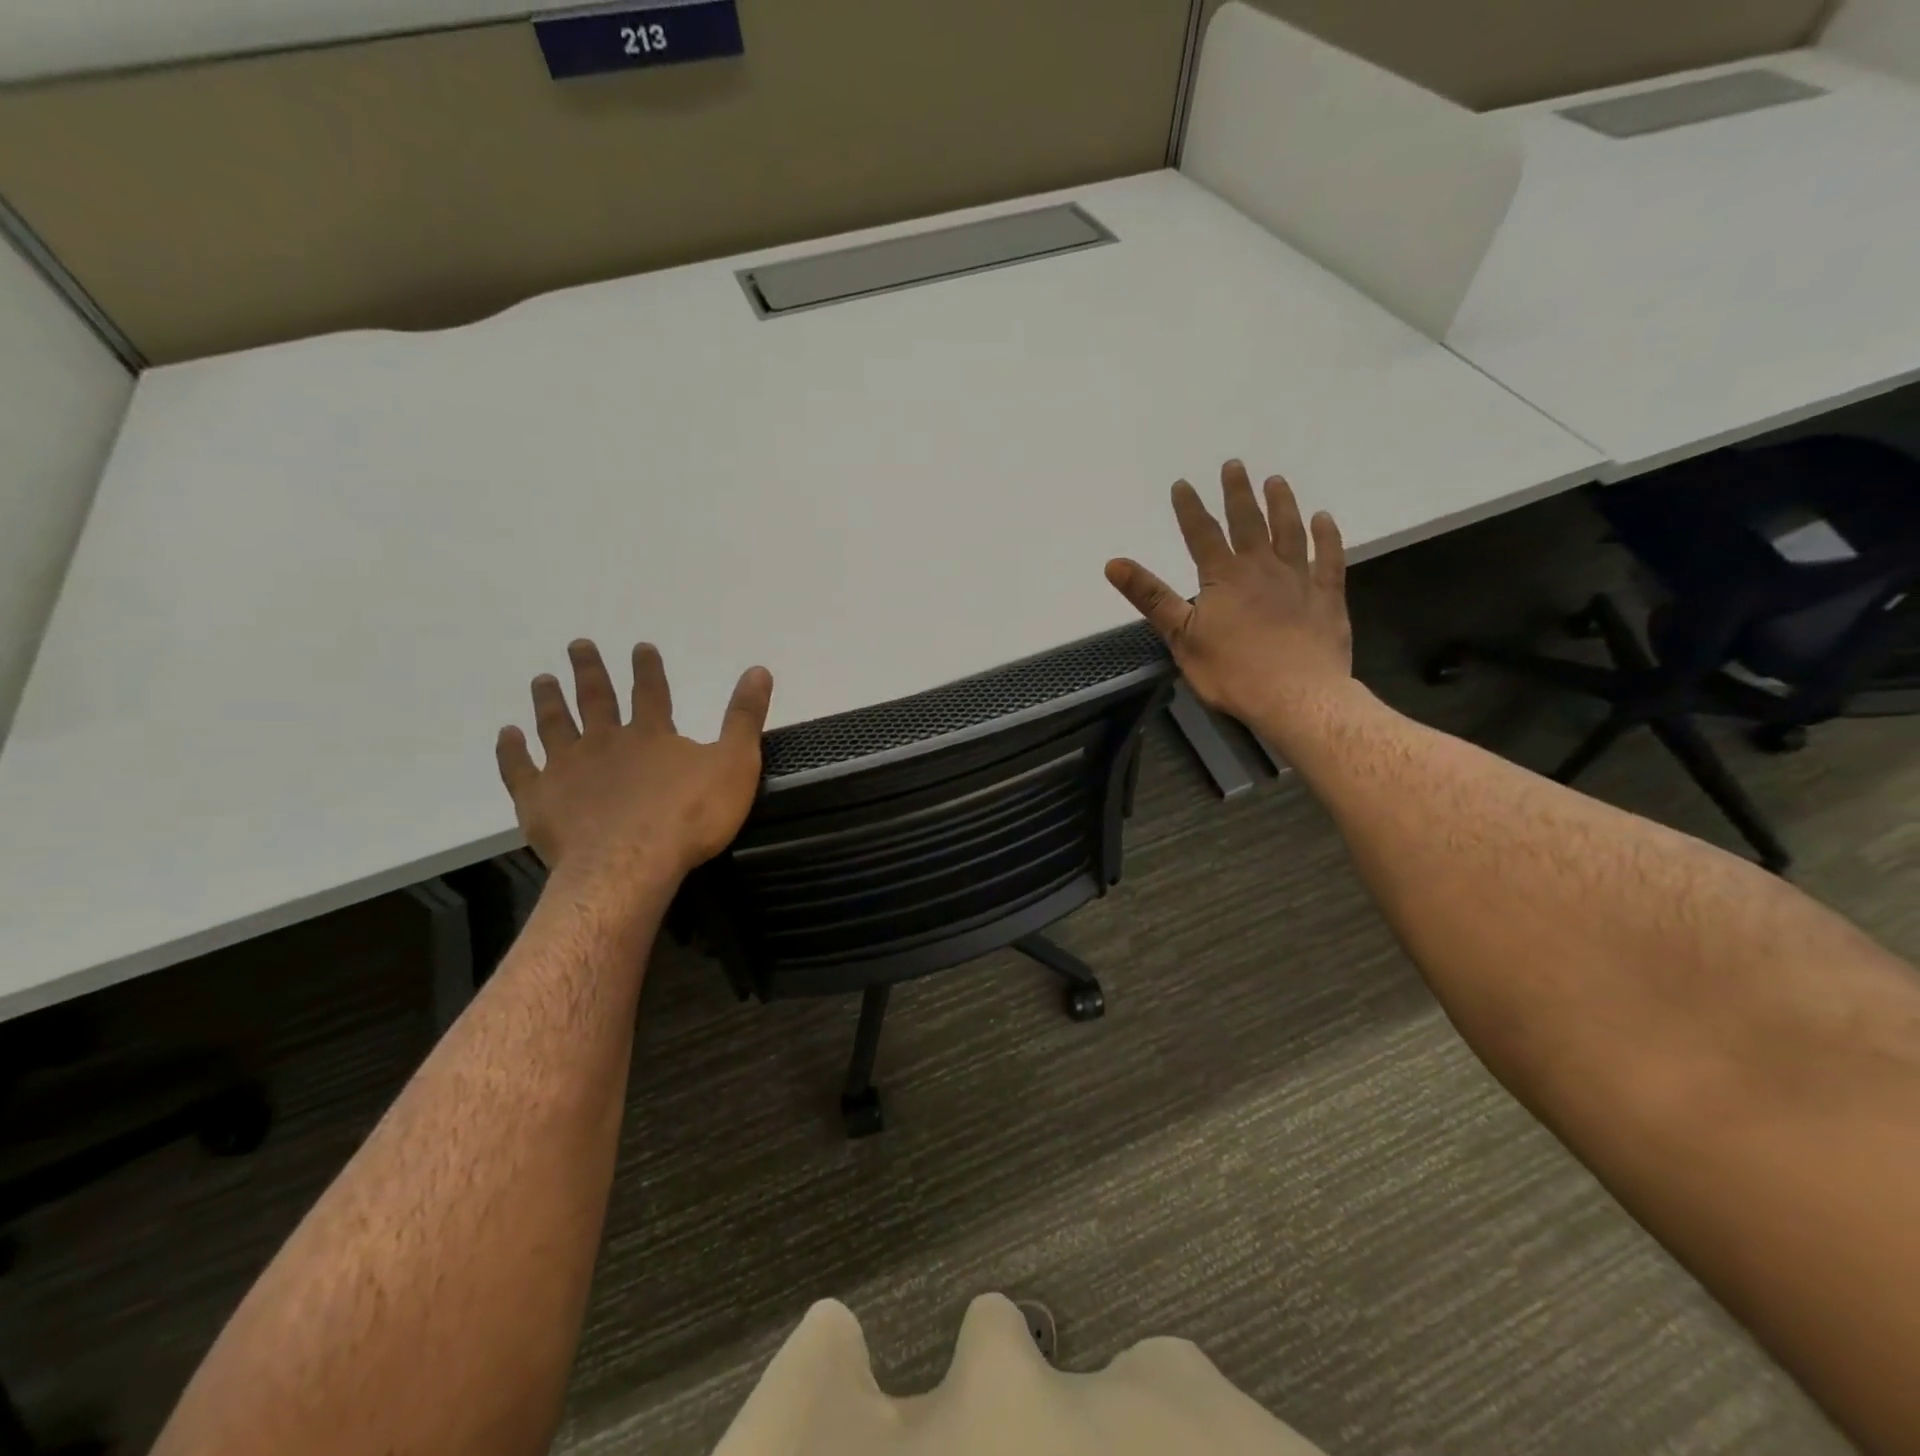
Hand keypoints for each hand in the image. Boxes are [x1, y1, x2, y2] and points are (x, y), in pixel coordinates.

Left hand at [496, 640, 772, 889]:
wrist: (631, 865)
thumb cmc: (689, 817)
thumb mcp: (734, 765)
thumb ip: (744, 718)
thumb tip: (759, 670)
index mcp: (651, 734)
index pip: (650, 691)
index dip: (647, 668)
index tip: (639, 646)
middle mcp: (605, 741)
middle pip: (595, 699)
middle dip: (589, 671)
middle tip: (578, 645)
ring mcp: (568, 769)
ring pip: (554, 726)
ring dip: (549, 701)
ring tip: (542, 679)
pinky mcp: (540, 799)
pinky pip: (519, 770)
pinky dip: (511, 751)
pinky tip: (507, 735)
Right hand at [1105, 460, 1351, 725]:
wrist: (1296, 696)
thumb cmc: (1232, 671)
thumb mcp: (1180, 637)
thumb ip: (1150, 597)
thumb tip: (1113, 563)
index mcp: (1224, 577)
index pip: (1202, 534)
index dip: (1190, 508)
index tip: (1183, 484)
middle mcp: (1262, 568)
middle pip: (1249, 522)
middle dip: (1238, 493)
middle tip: (1235, 466)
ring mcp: (1299, 580)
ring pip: (1290, 532)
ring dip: (1282, 505)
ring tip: (1276, 481)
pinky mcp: (1327, 598)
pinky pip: (1329, 559)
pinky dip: (1327, 537)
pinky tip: (1324, 520)